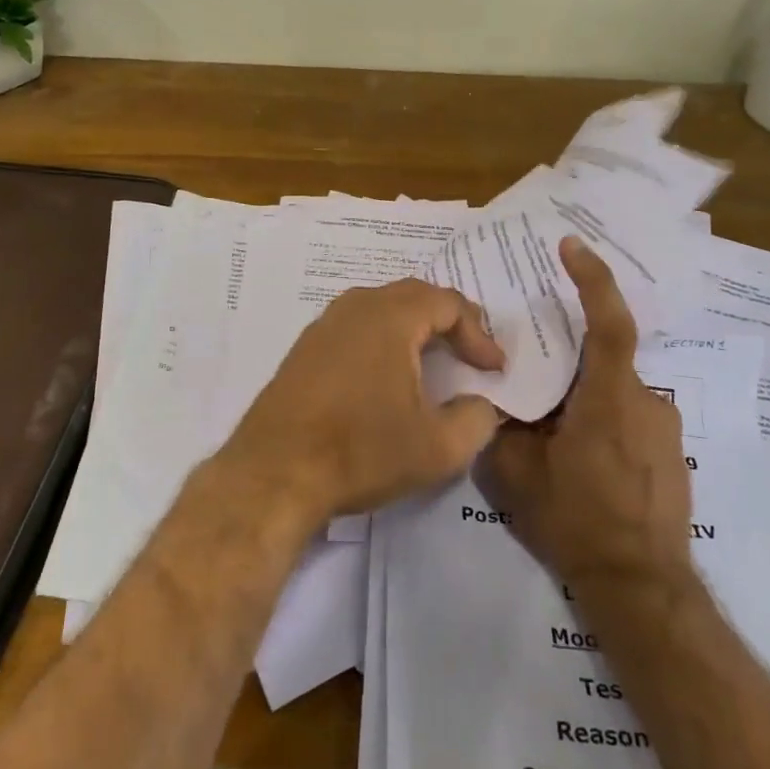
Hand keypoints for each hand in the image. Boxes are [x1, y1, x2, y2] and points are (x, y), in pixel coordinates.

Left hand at [220, 279, 506, 525]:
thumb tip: (481, 404)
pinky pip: (355, 328)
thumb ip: (476, 420)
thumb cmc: (361, 451)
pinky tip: (385, 376)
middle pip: (413, 296)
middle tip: (470, 353)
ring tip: (432, 360)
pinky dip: (382, 340)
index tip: (494, 369)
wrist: (275, 471)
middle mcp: (356, 307)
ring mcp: (324, 325)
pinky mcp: (304, 349)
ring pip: (381, 309)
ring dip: (413, 328)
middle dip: (448, 321)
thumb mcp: (438, 448)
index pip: (447, 303)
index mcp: (390, 317)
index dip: (478, 333)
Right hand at [477, 236, 694, 588]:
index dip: (592, 279)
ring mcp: (664, 429)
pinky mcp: (670, 454)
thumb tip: (489, 394)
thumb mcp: (517, 473)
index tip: (571, 246)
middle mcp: (645, 402)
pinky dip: (602, 419)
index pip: (608, 323)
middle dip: (569, 357)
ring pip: (615, 390)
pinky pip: (629, 416)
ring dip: (583, 396)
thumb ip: (500, 425)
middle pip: (605, 356)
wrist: (642, 590)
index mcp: (609, 399)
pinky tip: (581, 458)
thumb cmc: (577, 522)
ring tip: (553, 432)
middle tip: (534, 377)